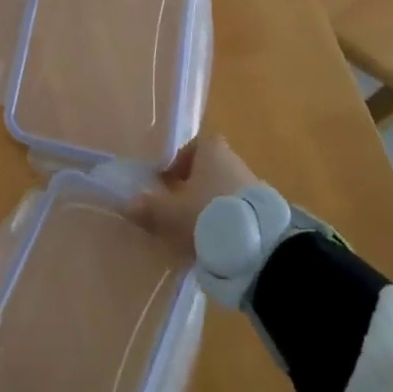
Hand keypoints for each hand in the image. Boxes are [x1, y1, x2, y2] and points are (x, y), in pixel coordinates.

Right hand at [130, 135, 260, 259]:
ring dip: (210, 206)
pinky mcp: (265, 212)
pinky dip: (226, 222)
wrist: (259, 245)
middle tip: (178, 209)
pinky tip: (216, 241)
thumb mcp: (171, 213)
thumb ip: (149, 207)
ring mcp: (254, 186)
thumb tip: (127, 203)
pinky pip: (239, 211)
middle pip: (210, 169)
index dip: (179, 161)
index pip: (195, 146)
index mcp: (212, 151)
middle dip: (194, 187)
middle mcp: (234, 161)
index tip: (167, 182)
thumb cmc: (208, 213)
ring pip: (224, 191)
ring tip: (195, 230)